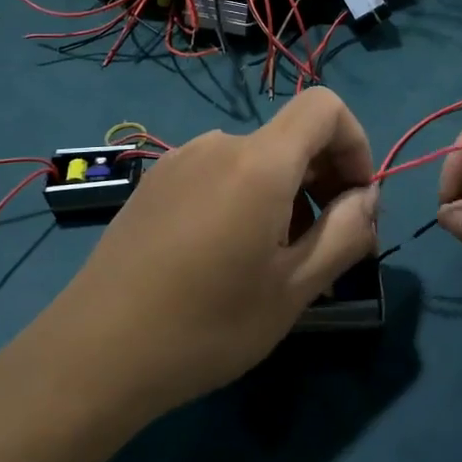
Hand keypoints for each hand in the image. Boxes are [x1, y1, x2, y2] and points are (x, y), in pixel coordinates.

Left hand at [38, 89, 377, 417]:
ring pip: (255, 160)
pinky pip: (218, 174)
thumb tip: (367, 198)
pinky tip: (226, 258)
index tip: (356, 201)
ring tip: (274, 263)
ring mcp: (178, 162)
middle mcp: (217, 145)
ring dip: (284, 195)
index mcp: (258, 162)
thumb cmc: (206, 325)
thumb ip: (347, 233)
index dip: (355, 144)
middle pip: (290, 136)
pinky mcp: (153, 185)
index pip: (325, 106)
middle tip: (325, 247)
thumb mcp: (294, 289)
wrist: (94, 355)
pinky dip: (245, 199)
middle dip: (324, 179)